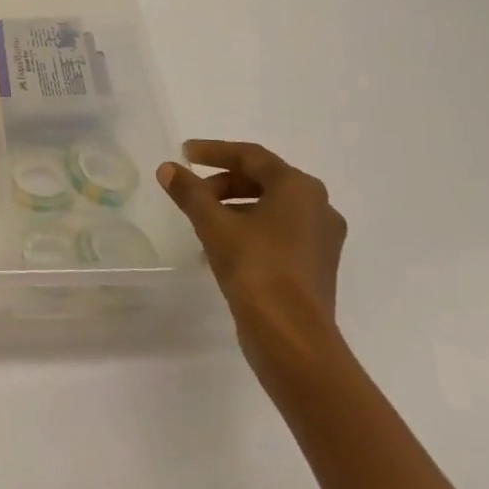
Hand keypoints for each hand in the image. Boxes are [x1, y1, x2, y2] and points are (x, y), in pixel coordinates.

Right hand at [157, 140, 346, 384]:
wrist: (292, 337)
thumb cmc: (255, 268)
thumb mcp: (214, 225)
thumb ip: (190, 192)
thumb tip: (168, 168)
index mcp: (299, 188)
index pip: (251, 156)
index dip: (214, 151)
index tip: (184, 153)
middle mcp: (318, 206)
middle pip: (263, 180)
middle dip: (223, 182)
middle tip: (192, 191)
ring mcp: (320, 238)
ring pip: (271, 207)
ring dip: (233, 206)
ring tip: (201, 220)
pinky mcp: (315, 264)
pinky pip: (278, 231)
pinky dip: (249, 228)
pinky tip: (222, 245)